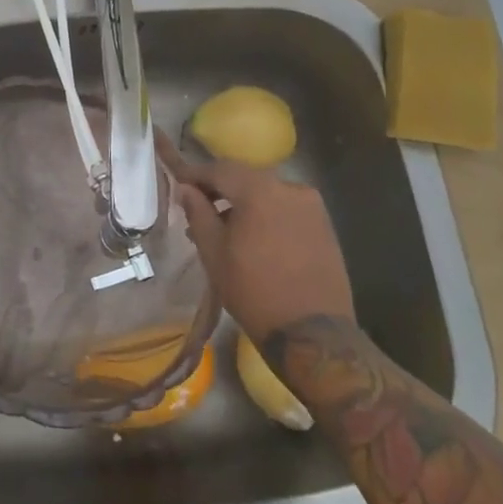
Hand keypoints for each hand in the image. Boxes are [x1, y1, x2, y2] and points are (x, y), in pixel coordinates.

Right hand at [175, 160, 354, 347]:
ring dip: (244, 203)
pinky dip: (266, 214)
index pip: (220, 170)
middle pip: (246, 178)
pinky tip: (254, 238)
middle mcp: (290, 187)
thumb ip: (198, 213)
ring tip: (225, 229)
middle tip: (198, 208)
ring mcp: (312, 206)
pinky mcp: (325, 225)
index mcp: (260, 190)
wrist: (313, 333)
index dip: (195, 174)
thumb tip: (186, 189)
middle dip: (220, 189)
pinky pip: (286, 208)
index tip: (178, 183)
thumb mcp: (214, 253)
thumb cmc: (254, 291)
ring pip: (267, 193)